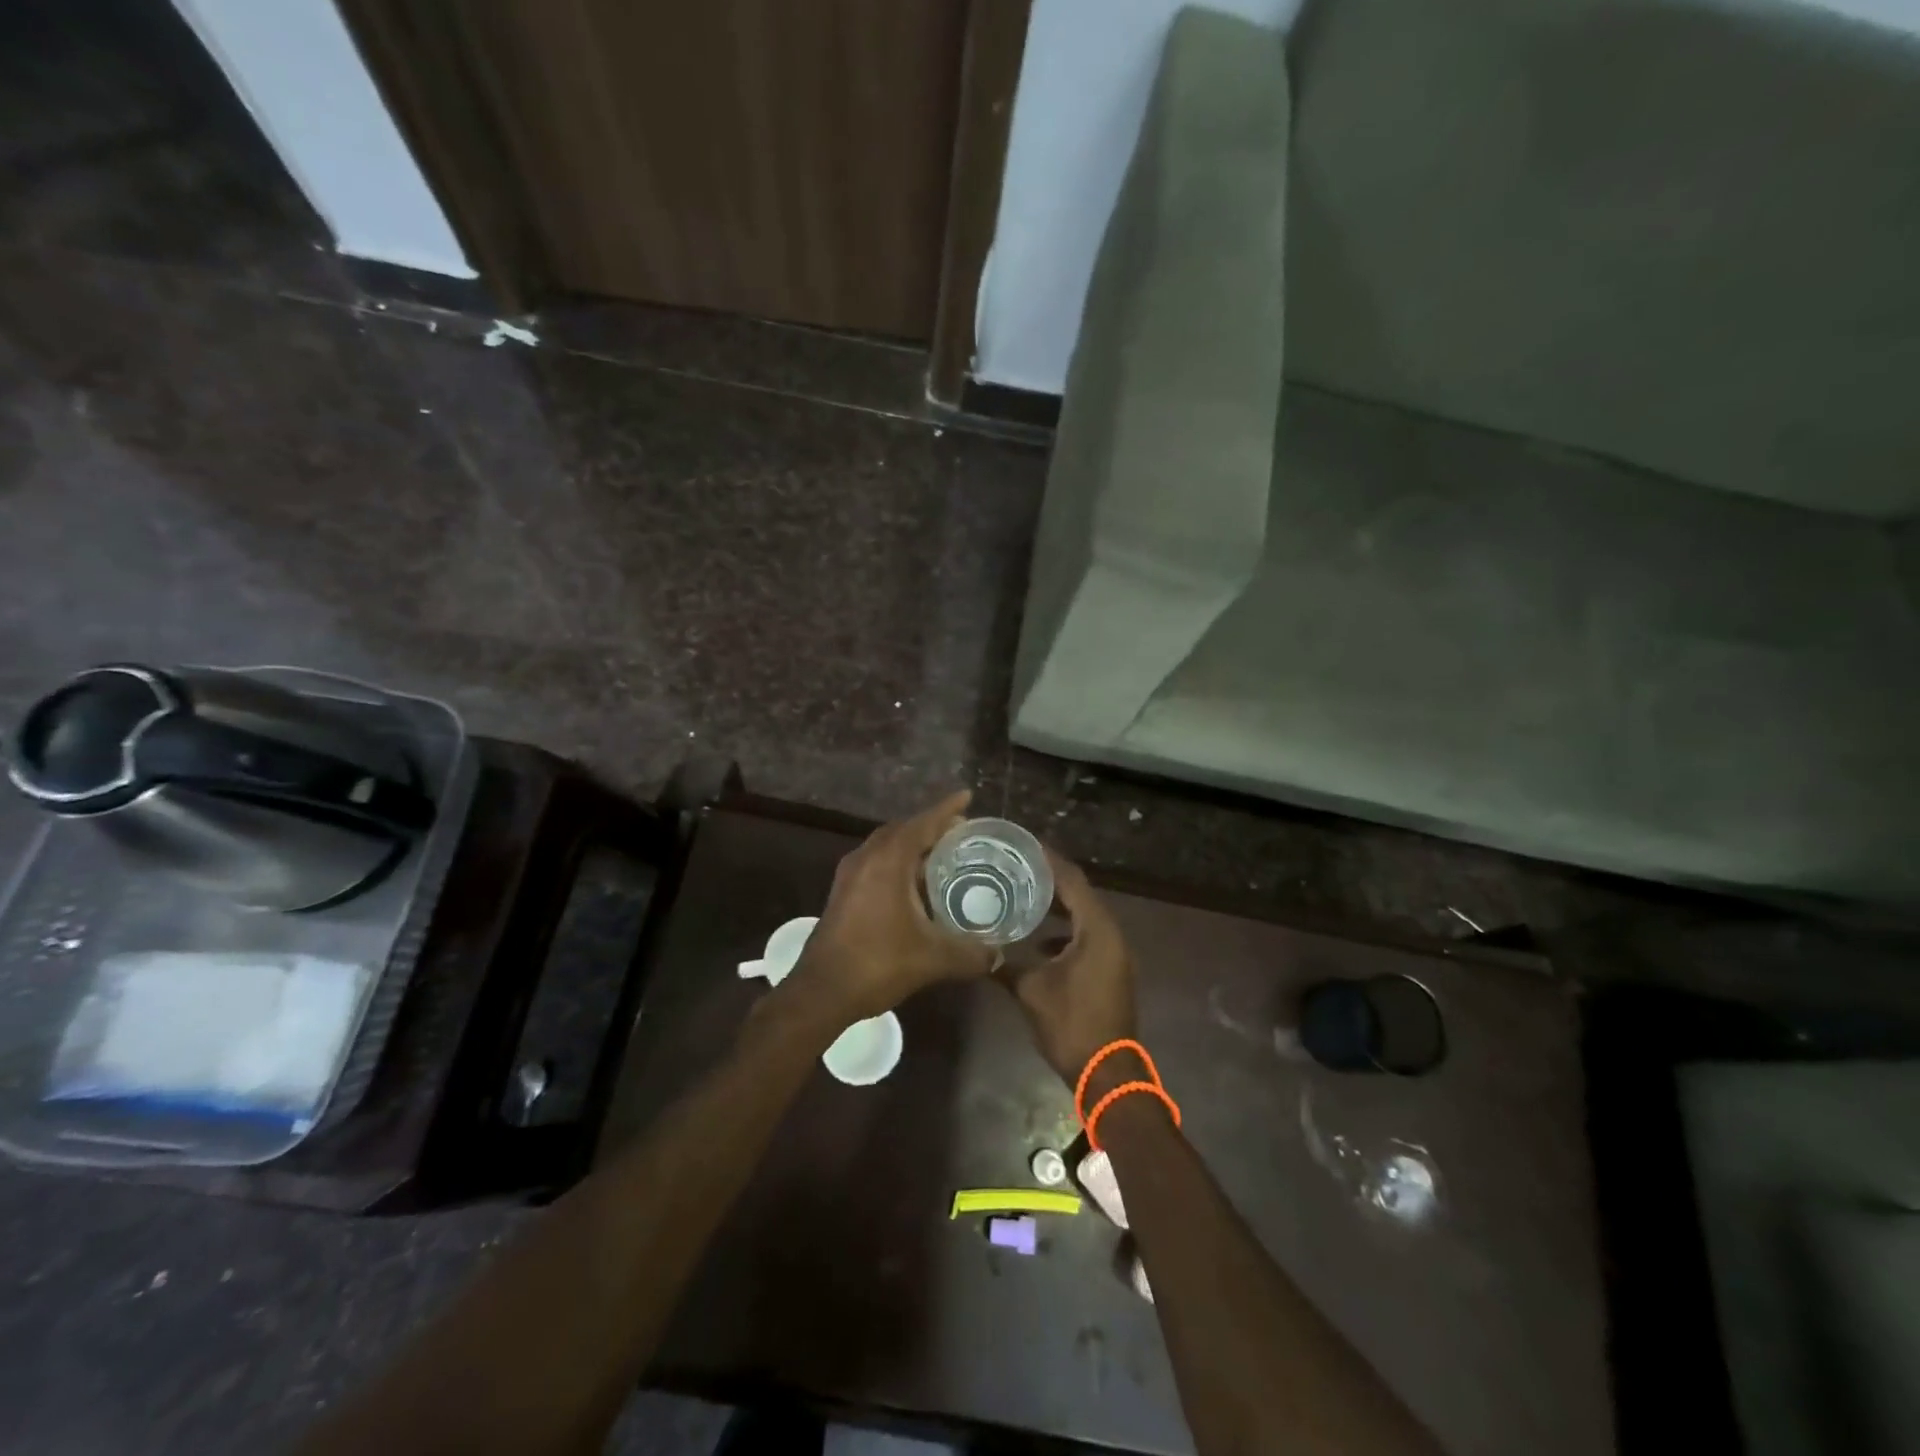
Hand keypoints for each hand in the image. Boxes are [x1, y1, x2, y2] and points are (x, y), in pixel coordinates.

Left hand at [789, 790, 994, 1024]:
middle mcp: (866, 858)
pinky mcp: (843, 893)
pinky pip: (876, 863)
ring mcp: (850, 875)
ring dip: (912, 845)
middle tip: (961, 832)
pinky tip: (915, 885)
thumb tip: (998, 954)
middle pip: (903, 829)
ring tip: (942, 854)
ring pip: (886, 846)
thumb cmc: (878, 963)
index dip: (947, 809)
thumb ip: (970, 954)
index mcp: (888, 860)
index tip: (967, 796)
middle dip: (931, 826)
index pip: (922, 823)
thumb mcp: (933, 959)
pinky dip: (898, 862)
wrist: (821, 992)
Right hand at [997, 853, 1137, 1089]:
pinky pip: (1087, 936)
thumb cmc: (1072, 1025)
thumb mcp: (1031, 991)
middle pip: (1080, 894)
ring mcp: (1113, 953)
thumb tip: (980, 949)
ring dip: (1058, 906)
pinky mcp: (1110, 970)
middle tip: (1017, 866)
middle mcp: (1110, 934)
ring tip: (1023, 895)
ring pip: (1084, 916)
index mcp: (1097, 930)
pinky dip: (1065, 930)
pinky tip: (1039, 939)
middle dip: (1050, 880)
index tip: (1023, 845)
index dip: (1049, 860)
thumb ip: (1006, 964)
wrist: (1108, 1073)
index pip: (1072, 881)